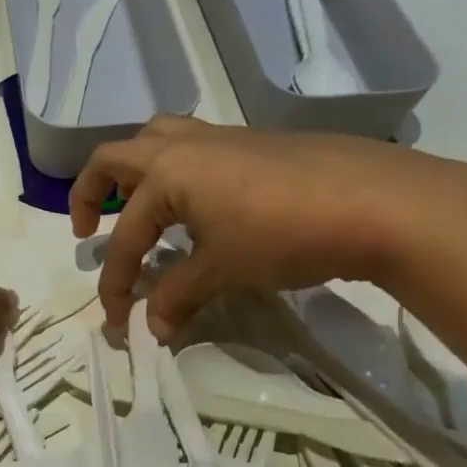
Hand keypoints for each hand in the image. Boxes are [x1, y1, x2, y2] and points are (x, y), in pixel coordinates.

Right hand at [70, 116, 466, 338]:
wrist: (378, 202)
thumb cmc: (285, 234)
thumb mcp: (224, 270)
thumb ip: (179, 296)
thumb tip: (152, 329)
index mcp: (167, 172)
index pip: (126, 236)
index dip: (114, 282)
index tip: (117, 320)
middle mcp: (186, 144)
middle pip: (116, 156)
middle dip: (90, 191)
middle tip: (87, 227)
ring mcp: (223, 138)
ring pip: (157, 139)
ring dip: (134, 171)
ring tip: (137, 206)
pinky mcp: (254, 143)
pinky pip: (194, 148)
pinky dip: (175, 173)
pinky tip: (197, 207)